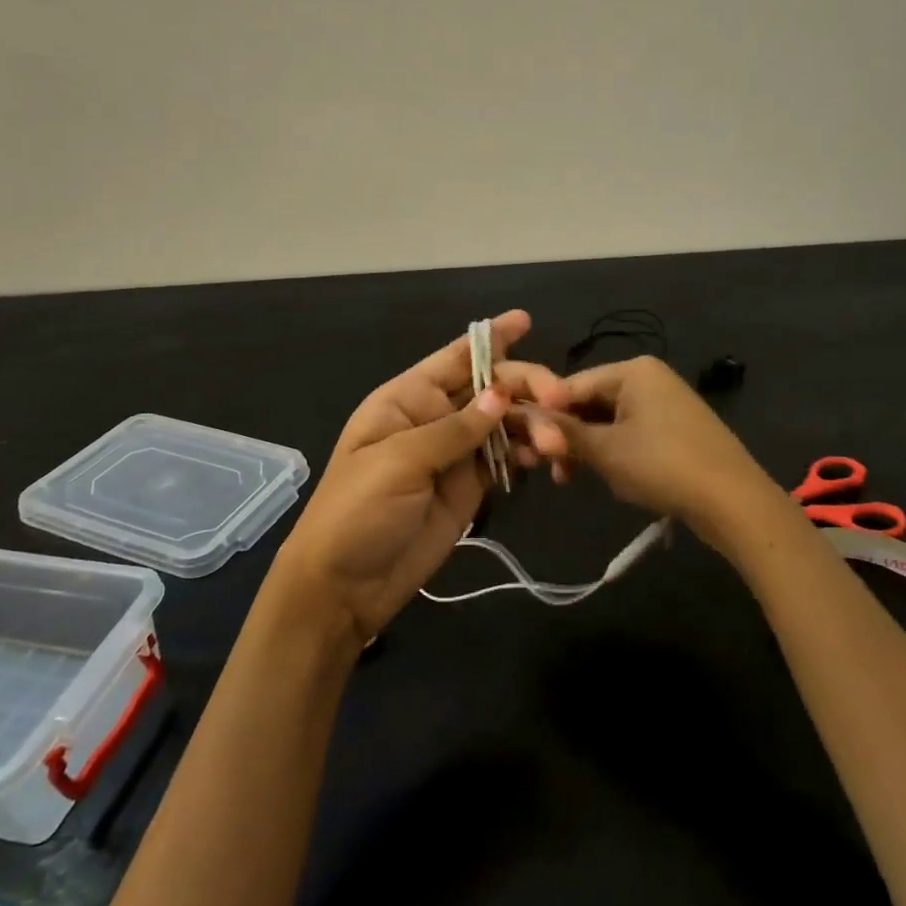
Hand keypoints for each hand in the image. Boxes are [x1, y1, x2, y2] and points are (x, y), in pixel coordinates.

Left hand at [268, 310, 564, 645]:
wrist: (345, 585)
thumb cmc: (357, 511)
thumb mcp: (399, 462)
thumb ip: (454, 430)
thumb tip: (500, 396)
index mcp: (407, 399)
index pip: (454, 357)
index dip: (489, 338)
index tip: (525, 320)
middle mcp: (434, 417)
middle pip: (489, 388)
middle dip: (525, 386)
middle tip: (559, 399)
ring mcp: (454, 453)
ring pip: (504, 423)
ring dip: (534, 424)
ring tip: (556, 442)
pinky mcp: (470, 486)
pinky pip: (506, 458)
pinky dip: (528, 453)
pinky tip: (545, 458)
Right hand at [525, 356, 775, 546]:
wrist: (733, 502)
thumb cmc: (662, 466)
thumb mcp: (605, 450)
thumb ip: (563, 432)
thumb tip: (523, 417)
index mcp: (632, 370)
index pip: (570, 385)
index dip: (544, 415)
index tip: (524, 444)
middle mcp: (649, 378)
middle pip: (590, 402)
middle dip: (567, 435)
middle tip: (549, 469)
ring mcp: (665, 403)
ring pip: (608, 421)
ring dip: (587, 448)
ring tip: (571, 478)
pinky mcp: (676, 429)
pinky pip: (630, 433)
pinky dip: (612, 452)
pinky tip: (605, 476)